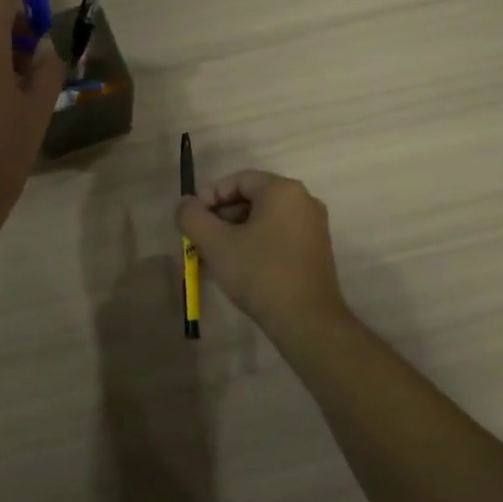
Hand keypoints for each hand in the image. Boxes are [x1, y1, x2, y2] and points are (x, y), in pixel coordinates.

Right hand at [177, 170, 350, 334]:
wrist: (307, 321)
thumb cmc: (260, 274)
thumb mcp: (216, 244)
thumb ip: (192, 217)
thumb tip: (185, 205)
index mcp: (283, 190)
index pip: (238, 180)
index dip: (209, 196)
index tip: (192, 220)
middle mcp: (304, 200)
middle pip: (252, 198)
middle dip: (222, 216)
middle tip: (201, 239)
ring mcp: (314, 226)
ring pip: (264, 218)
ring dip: (236, 231)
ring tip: (216, 255)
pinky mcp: (317, 249)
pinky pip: (279, 234)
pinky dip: (256, 242)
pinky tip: (241, 266)